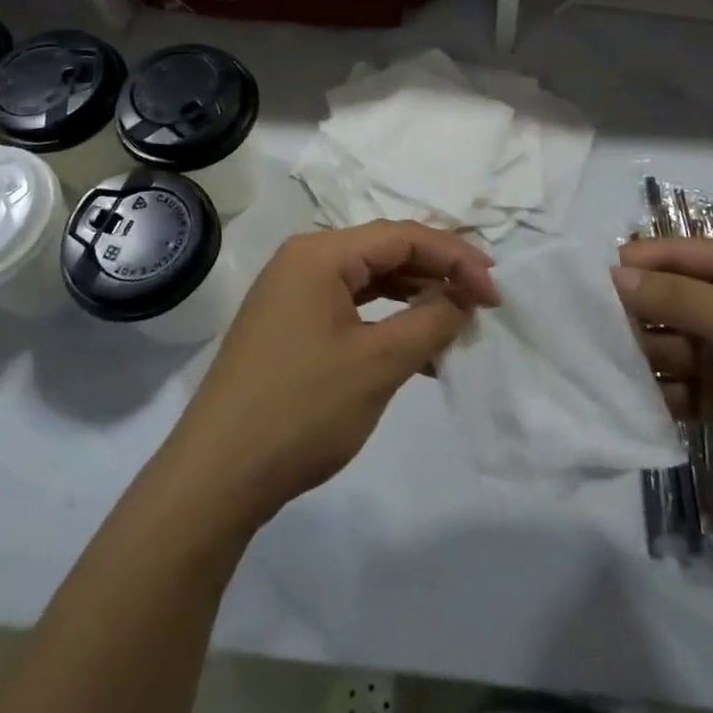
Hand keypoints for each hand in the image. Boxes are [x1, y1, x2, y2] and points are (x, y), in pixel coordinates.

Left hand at [165, 223, 497, 530]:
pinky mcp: (290, 328)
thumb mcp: (378, 363)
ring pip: (369, 283)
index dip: (455, 257)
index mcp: (319, 254)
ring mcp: (292, 295)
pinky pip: (351, 310)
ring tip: (456, 327)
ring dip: (414, 300)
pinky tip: (418, 352)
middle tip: (482, 304)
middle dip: (437, 275)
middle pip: (385, 253)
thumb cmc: (301, 409)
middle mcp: (303, 262)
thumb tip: (465, 295)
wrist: (217, 476)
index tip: (495, 292)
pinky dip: (387, 324)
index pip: (402, 236)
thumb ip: (430, 320)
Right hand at [614, 239, 712, 546]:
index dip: (636, 264)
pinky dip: (652, 393)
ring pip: (662, 344)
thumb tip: (615, 274)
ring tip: (615, 374)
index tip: (588, 283)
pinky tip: (634, 405)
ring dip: (638, 357)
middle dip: (633, 315)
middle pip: (664, 300)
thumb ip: (684, 300)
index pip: (679, 255)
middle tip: (596, 335)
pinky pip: (670, 387)